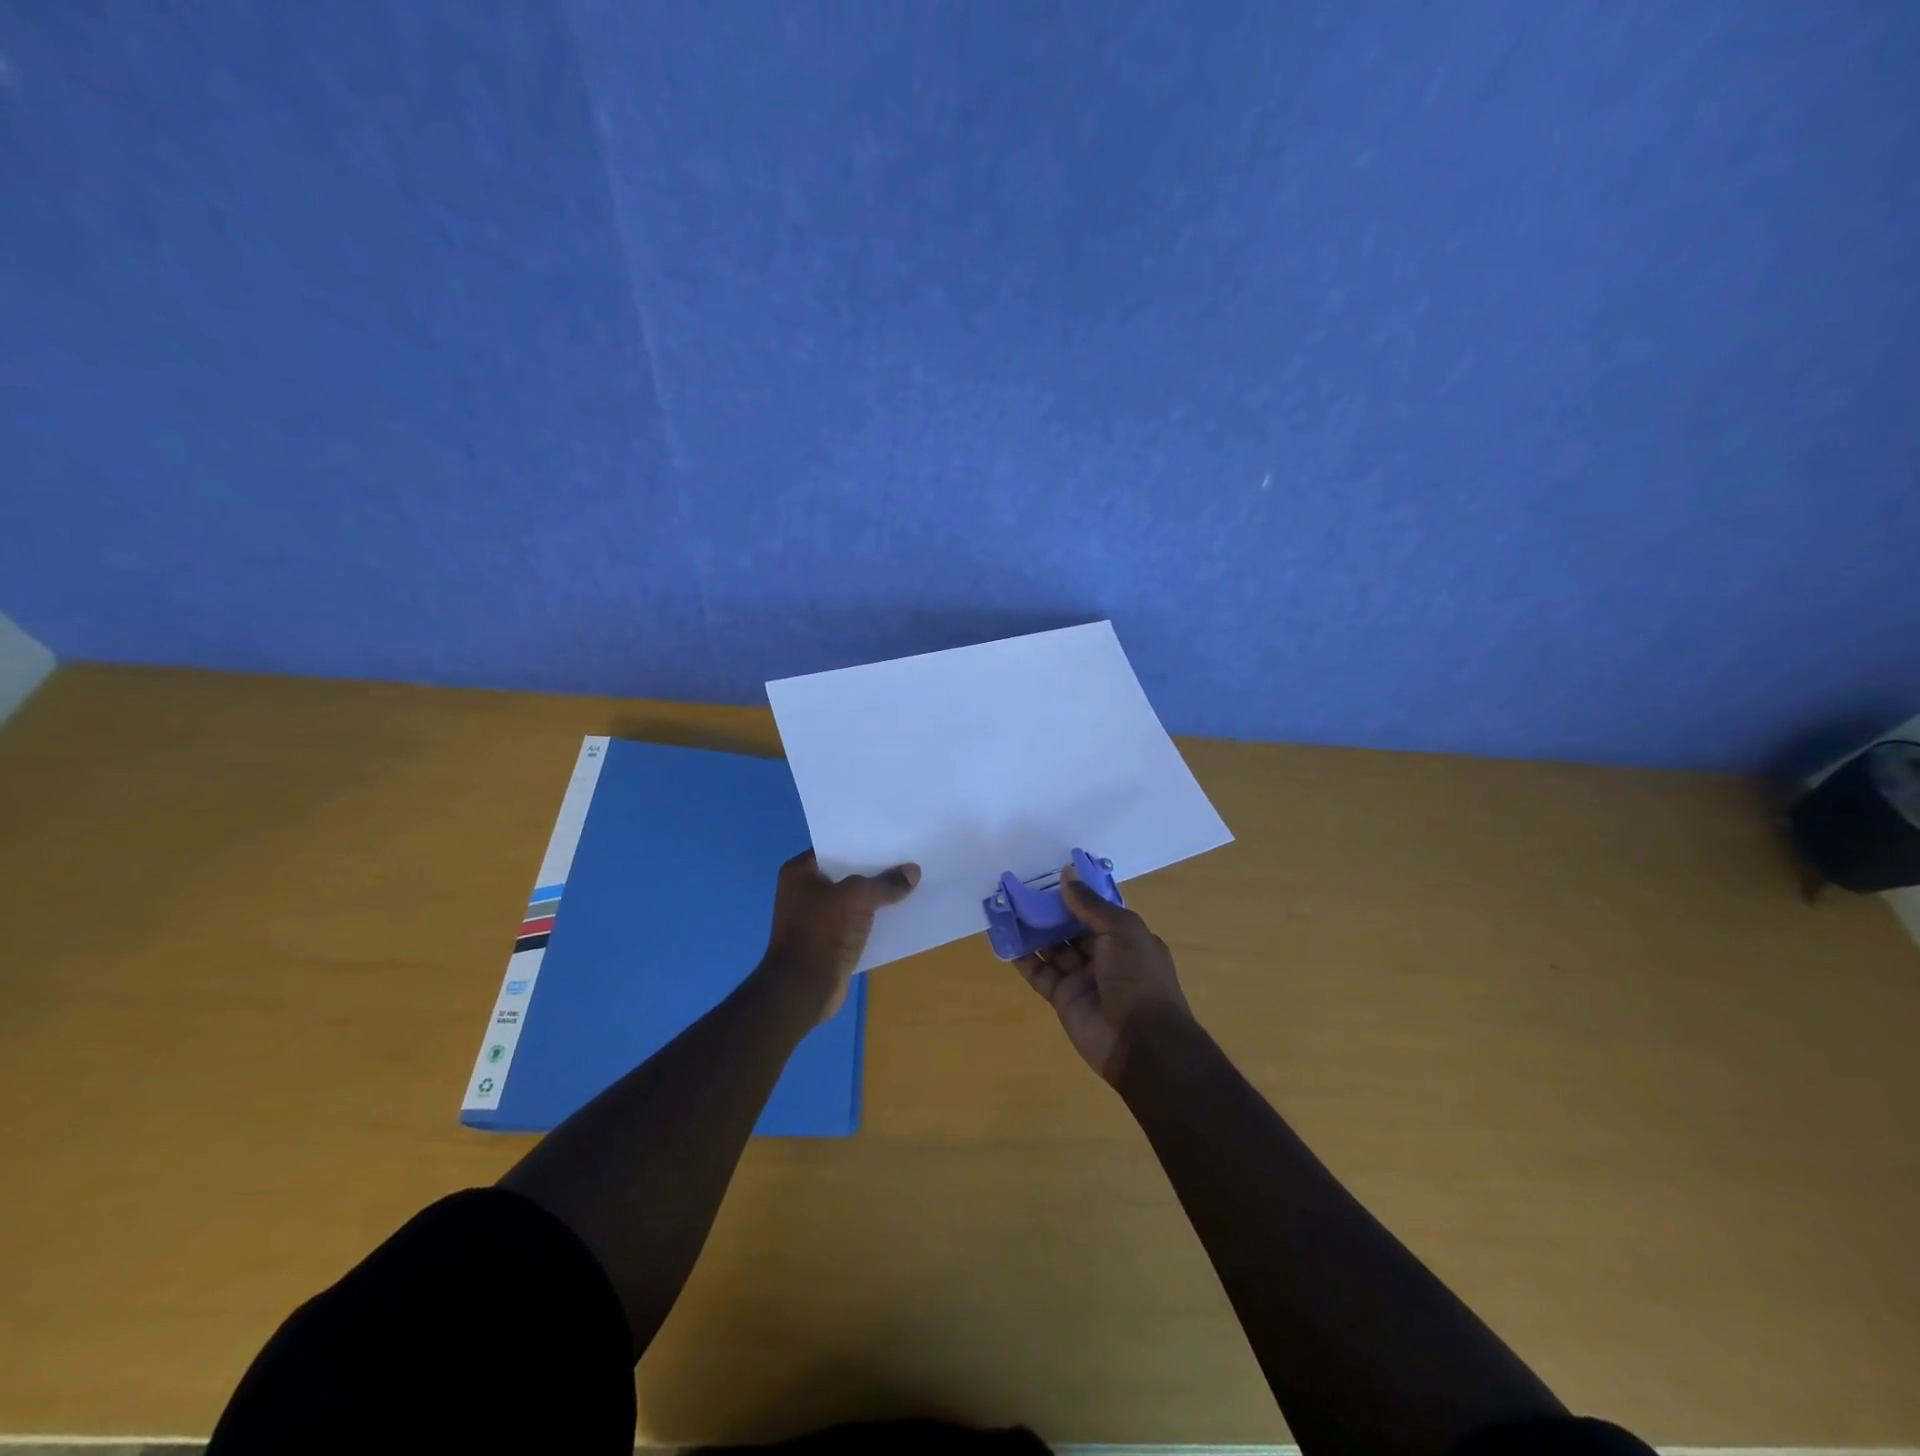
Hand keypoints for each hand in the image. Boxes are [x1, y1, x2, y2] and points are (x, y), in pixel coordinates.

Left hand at [759, 850, 919, 1020]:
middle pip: (847, 872)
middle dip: (875, 869)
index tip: (892, 838)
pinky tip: (899, 913)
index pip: (836, 846)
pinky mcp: (829, 940)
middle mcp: (804, 890)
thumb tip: (913, 872)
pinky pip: (857, 921)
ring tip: (910, 883)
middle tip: (908, 858)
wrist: (803, 989)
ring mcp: (816, 917)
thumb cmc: (822, 932)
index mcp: (800, 871)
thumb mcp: (857, 897)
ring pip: (854, 898)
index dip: (863, 842)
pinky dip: (874, 918)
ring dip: (877, 895)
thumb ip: (885, 883)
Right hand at [1013, 867, 1191, 1082]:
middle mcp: (1104, 955)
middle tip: (1020, 889)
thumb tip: (1066, 874)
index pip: (1097, 910)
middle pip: (1071, 927)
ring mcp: (1082, 978)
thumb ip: (1091, 905)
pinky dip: (1023, 958)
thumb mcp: (1122, 931)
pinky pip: (1040, 973)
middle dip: (1048, 910)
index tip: (1049, 874)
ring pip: (1053, 948)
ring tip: (1006, 908)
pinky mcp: (1063, 998)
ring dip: (1032, 930)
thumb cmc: (1139, 978)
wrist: (1142, 1044)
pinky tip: (1004, 939)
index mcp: (1125, 938)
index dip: (1075, 893)